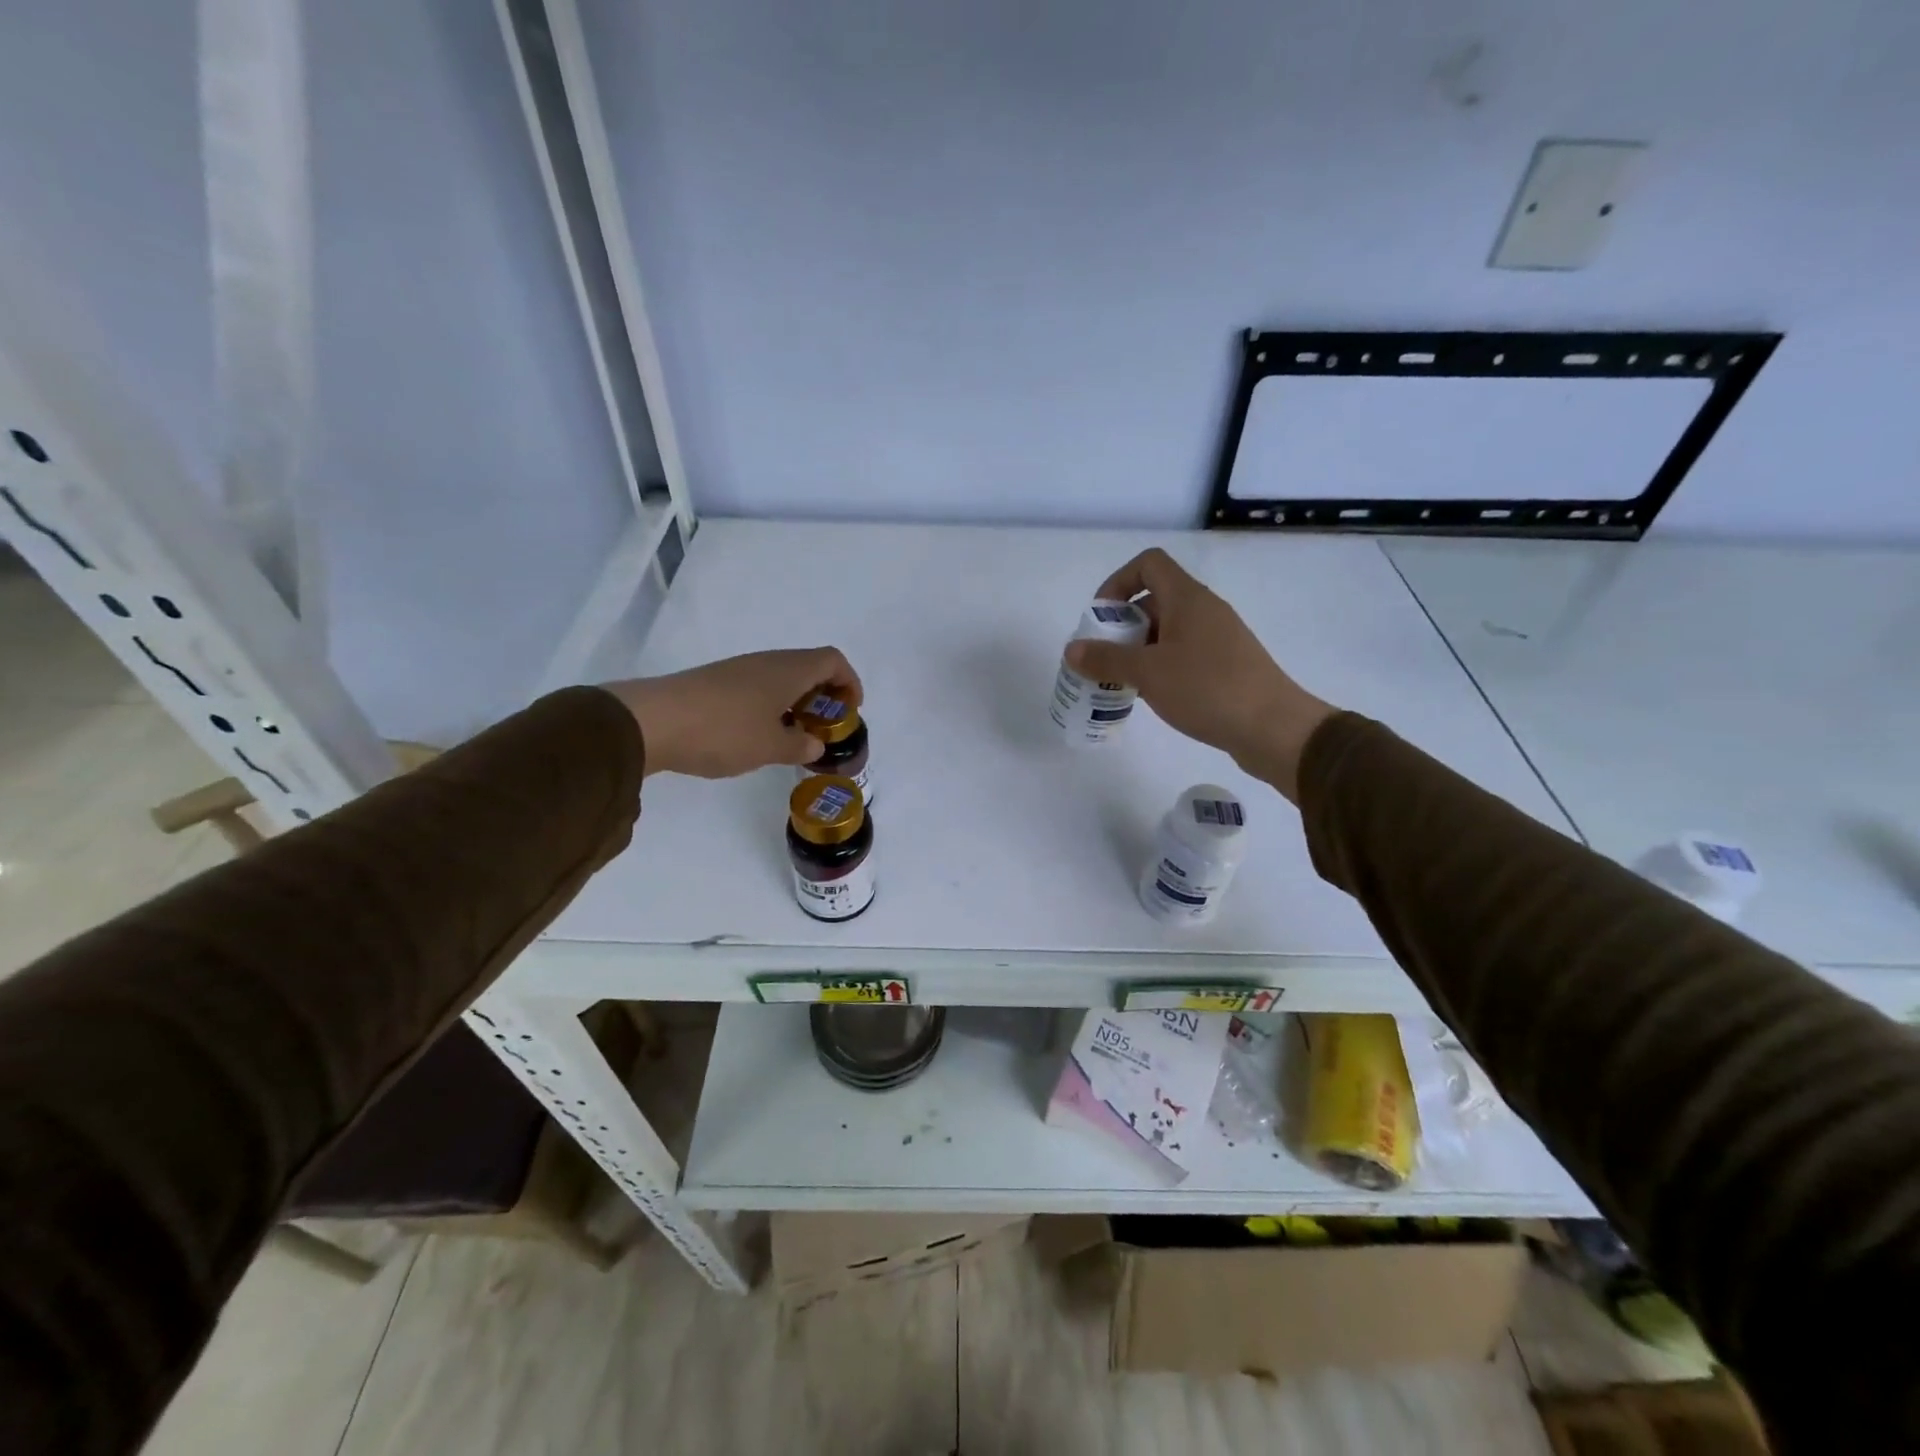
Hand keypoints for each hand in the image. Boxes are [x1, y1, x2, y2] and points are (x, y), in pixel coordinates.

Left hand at [603, 648, 861, 778]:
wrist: (652, 722)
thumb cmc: (724, 731)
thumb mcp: (770, 747)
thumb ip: (800, 745)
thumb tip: (815, 743)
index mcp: (789, 670)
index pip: (834, 661)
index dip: (849, 682)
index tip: (849, 712)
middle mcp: (768, 662)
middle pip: (809, 666)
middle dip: (824, 696)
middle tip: (823, 728)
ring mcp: (740, 669)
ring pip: (782, 677)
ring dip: (797, 702)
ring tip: (793, 736)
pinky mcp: (717, 682)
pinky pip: (759, 687)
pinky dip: (772, 705)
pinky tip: (758, 735)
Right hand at [1065, 549, 1334, 800]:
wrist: (1272, 727)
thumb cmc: (1207, 689)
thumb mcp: (1148, 673)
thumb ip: (1106, 659)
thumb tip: (1071, 649)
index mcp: (1187, 598)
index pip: (1148, 564)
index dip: (1118, 582)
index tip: (1100, 618)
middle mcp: (1204, 610)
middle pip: (1154, 600)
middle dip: (1122, 626)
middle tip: (1104, 658)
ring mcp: (1219, 638)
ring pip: (1168, 631)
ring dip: (1139, 650)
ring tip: (1122, 681)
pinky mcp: (1226, 665)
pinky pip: (1184, 654)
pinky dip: (1161, 667)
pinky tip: (1152, 696)